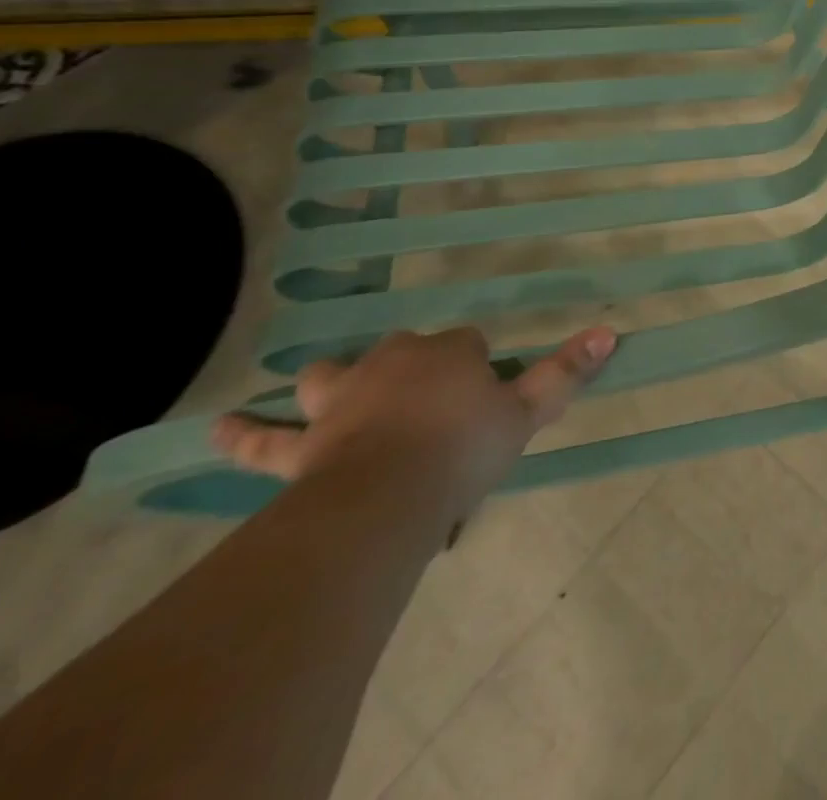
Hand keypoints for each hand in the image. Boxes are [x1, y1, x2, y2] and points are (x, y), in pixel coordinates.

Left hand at [212, 326, 616, 513]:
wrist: (386, 497)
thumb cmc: (463, 448)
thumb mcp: (527, 412)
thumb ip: (567, 372)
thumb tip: (611, 329)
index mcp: (449, 352)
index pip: (469, 345)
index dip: (480, 368)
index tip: (488, 399)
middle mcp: (393, 361)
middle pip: (404, 351)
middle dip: (414, 366)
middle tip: (429, 402)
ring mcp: (341, 399)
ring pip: (331, 377)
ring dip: (332, 381)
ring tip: (331, 387)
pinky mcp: (302, 444)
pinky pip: (263, 439)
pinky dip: (242, 433)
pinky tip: (215, 428)